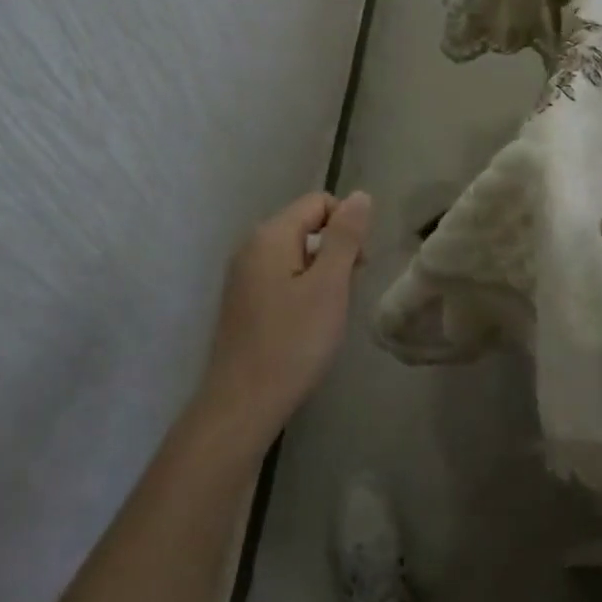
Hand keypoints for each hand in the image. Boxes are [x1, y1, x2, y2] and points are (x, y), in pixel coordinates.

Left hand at [198, 190, 373, 447]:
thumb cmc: (292, 342)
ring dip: (320, 273)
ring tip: (328, 312)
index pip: (319, 202)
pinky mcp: (243, 300)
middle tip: (346, 292)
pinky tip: (307, 324)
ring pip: (295, 253)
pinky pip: (281, 276)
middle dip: (335, 250)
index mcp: (270, 234)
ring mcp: (243, 274)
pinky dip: (301, 289)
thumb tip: (360, 195)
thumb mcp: (329, 285)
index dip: (347, 225)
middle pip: (306, 225)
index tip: (359, 267)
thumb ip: (345, 236)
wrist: (242, 405)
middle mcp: (251, 245)